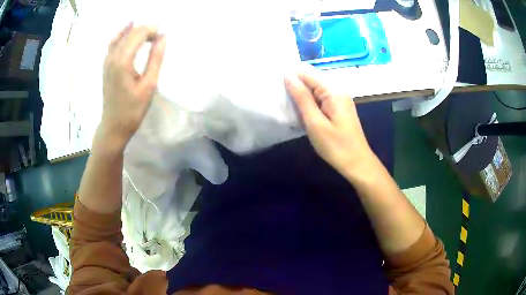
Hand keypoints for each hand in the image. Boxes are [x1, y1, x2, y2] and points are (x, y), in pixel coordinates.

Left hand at [99, 24, 165, 149]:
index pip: (138, 33)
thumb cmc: (133, 109)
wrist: (114, 126)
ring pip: (120, 36)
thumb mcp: (149, 85)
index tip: (163, 35)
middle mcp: (112, 57)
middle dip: (145, 29)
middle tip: (158, 35)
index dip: (152, 30)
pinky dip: (122, 35)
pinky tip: (128, 32)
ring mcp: (106, 61)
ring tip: (147, 32)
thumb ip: (155, 59)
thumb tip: (163, 38)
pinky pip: (113, 44)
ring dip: (135, 31)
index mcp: (123, 61)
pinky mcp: (106, 66)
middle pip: (130, 33)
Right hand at [284, 72, 375, 180]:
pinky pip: (320, 97)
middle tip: (282, 102)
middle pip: (311, 78)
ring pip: (314, 88)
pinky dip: (310, 102)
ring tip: (290, 108)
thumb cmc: (335, 146)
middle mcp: (337, 88)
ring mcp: (339, 97)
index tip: (276, 88)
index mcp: (332, 90)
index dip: (290, 76)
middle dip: (295, 86)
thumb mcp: (315, 122)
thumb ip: (301, 97)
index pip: (306, 71)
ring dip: (301, 95)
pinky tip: (303, 113)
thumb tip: (287, 75)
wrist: (357, 163)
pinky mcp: (339, 106)